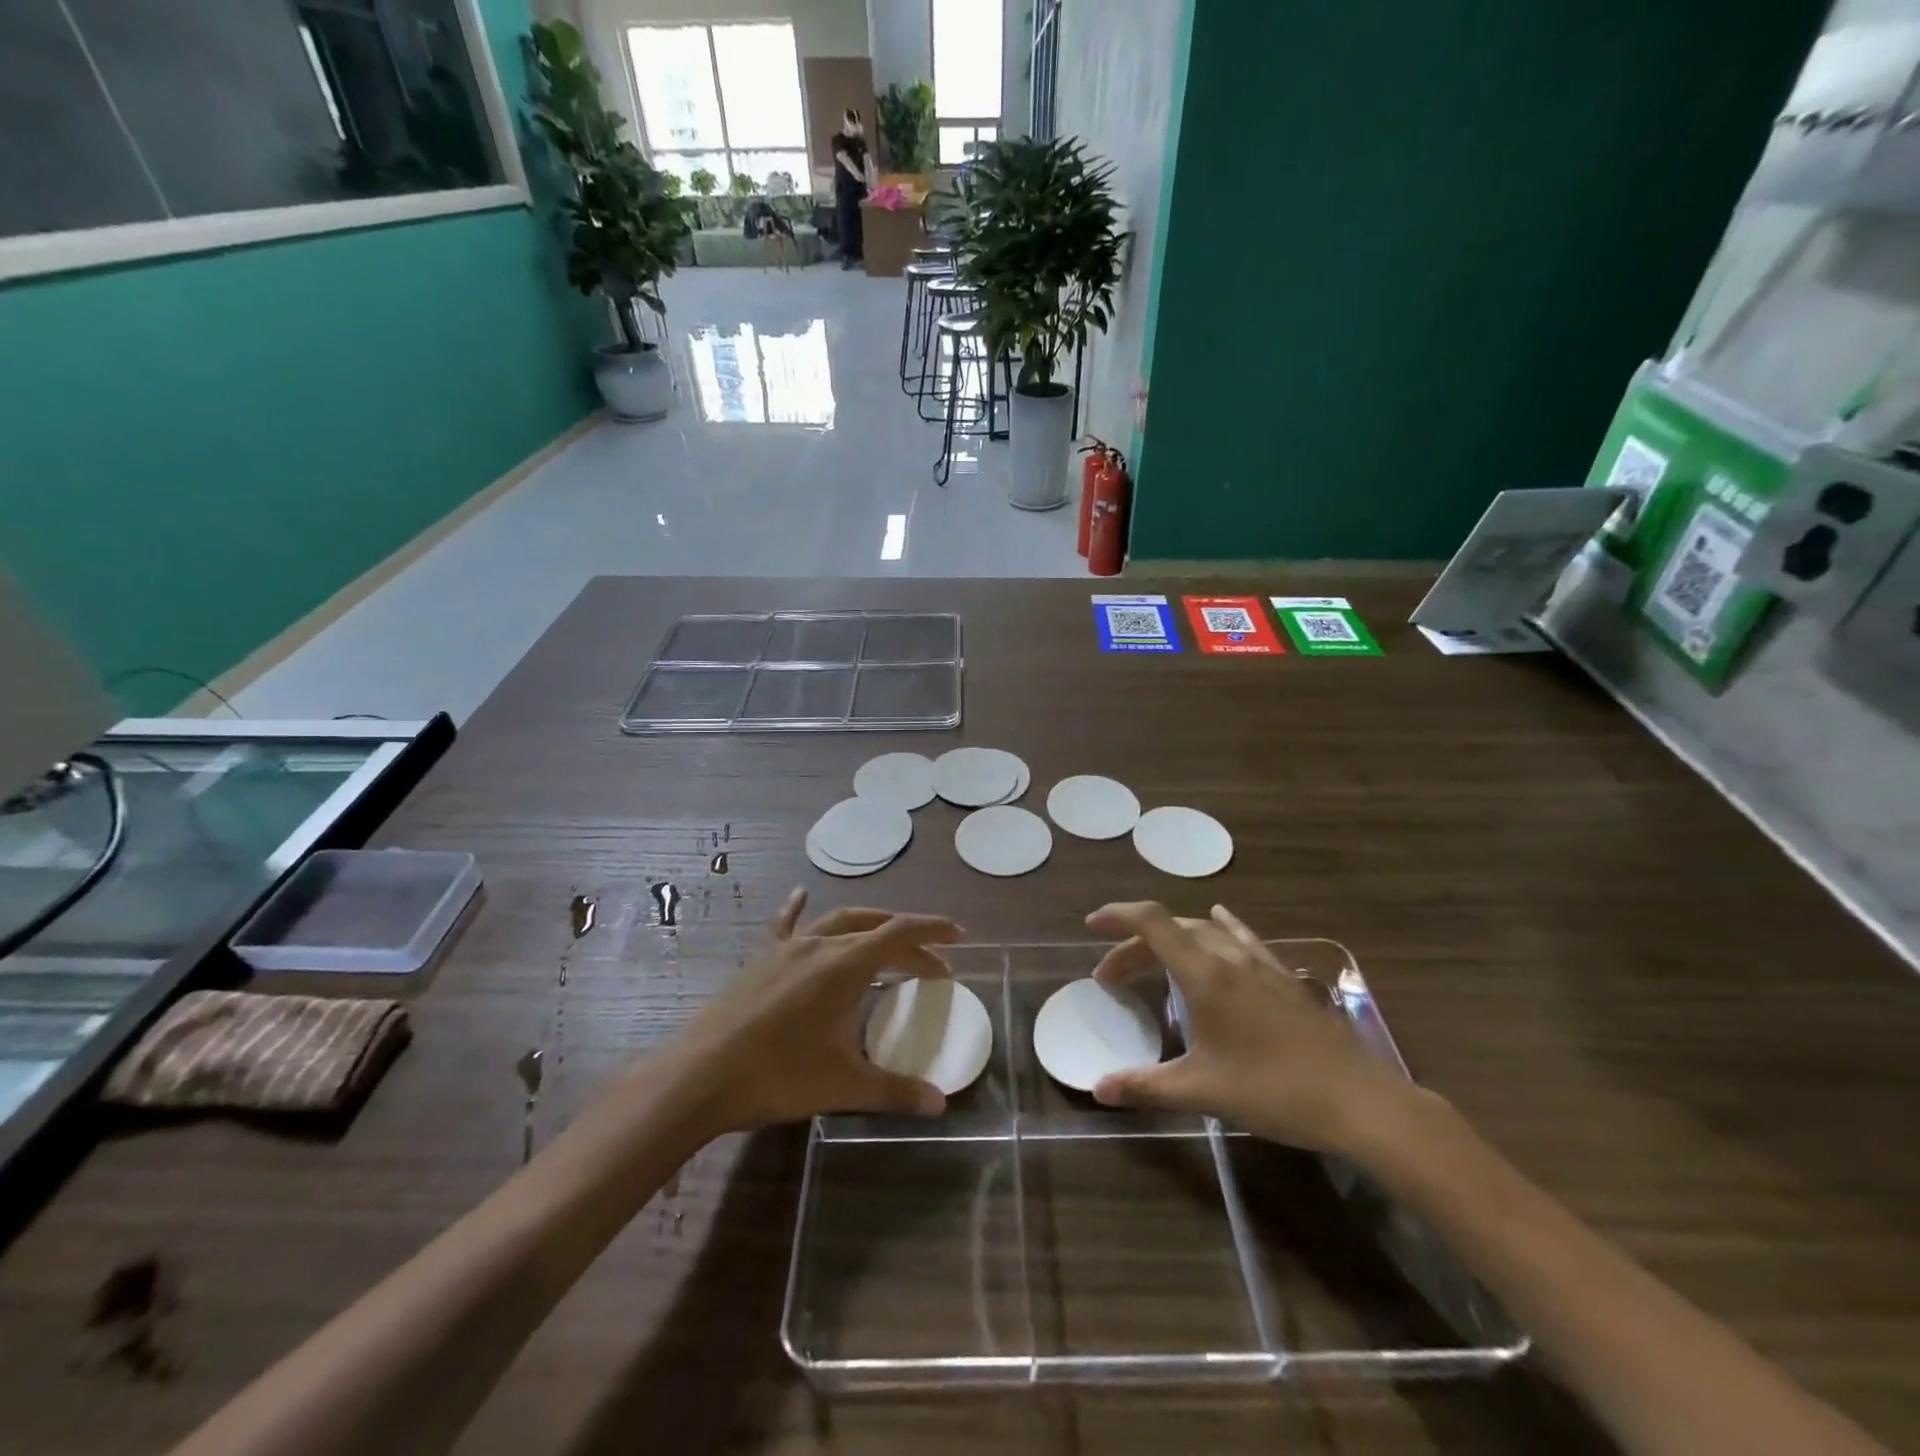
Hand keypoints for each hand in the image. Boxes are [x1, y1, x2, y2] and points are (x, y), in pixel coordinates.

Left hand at [675, 889, 963, 1131]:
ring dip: (869, 926)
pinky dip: (799, 911)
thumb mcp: (843, 1085)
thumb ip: (895, 1090)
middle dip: (908, 940)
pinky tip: (800, 895)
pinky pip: (785, 926)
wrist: (700, 1076)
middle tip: (931, 963)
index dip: (933, 930)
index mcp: (845, 965)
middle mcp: (819, 945)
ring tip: (887, 939)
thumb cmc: (778, 1075)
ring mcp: (786, 949)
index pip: (900, 933)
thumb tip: (940, 1103)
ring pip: (837, 922)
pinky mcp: (761, 961)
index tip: (959, 936)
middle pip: (875, 929)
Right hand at [1086, 902, 1413, 1154]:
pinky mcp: (1284, 977)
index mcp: (1205, 974)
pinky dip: (1220, 927)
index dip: (1118, 916)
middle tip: (1111, 977)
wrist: (1358, 1101)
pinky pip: (1243, 938)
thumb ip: (1146, 1086)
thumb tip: (1099, 1090)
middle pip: (1172, 930)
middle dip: (1134, 945)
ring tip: (1150, 959)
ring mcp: (1261, 963)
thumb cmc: (1273, 1091)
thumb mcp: (1203, 1091)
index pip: (1152, 923)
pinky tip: (1220, 918)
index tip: (1092, 925)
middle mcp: (1229, 957)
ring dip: (1170, 940)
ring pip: (1204, 932)